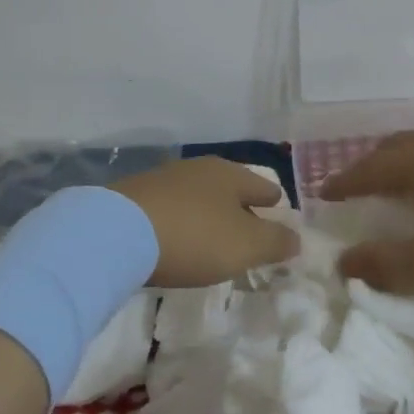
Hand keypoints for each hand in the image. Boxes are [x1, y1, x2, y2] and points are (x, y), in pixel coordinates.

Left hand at [111, 157, 296, 287]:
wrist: (117, 232)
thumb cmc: (194, 236)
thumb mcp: (245, 246)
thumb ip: (276, 242)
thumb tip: (297, 238)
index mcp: (231, 174)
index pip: (265, 187)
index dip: (275, 205)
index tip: (280, 219)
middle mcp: (200, 168)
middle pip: (231, 188)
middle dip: (241, 208)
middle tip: (248, 233)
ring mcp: (165, 179)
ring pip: (199, 196)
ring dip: (209, 214)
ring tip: (212, 239)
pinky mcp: (136, 196)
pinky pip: (172, 208)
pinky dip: (182, 221)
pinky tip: (177, 239)